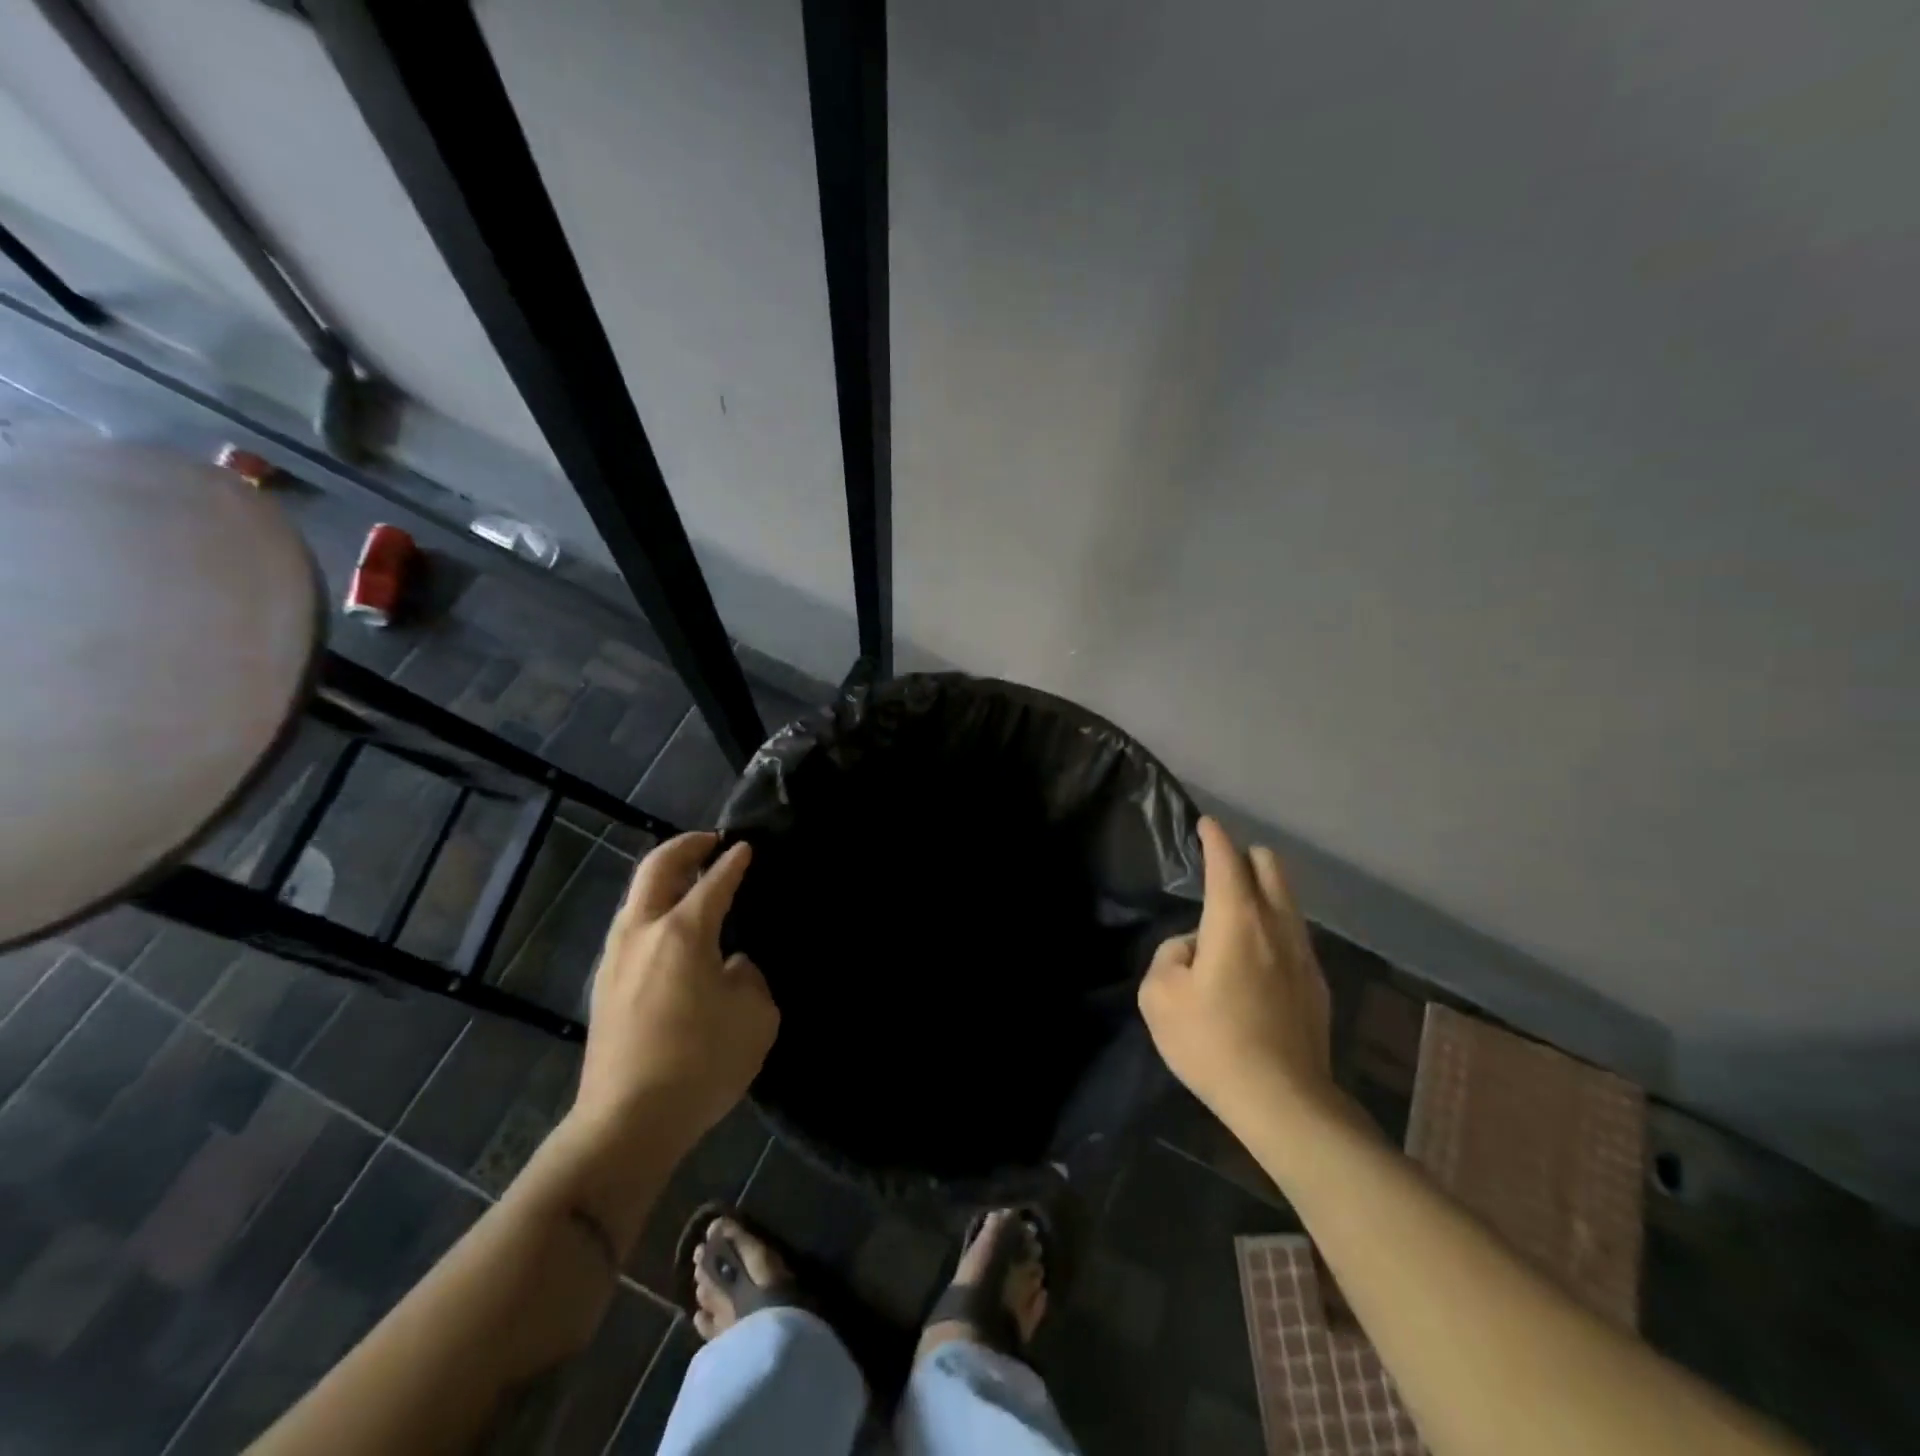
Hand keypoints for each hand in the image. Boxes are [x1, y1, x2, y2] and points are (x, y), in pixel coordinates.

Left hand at [574, 832, 778, 1151]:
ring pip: (635, 897)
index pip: (714, 882)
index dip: (734, 862)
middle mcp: (643, 933)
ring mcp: (615, 959)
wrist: (627, 1122)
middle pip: (657, 869)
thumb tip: (731, 966)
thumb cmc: (701, 1063)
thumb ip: (749, 977)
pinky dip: (651, 910)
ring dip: (662, 878)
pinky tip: (668, 929)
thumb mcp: (755, 1016)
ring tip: (688, 880)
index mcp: (683, 932)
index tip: (745, 847)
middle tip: (709, 841)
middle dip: (685, 847)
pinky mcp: (603, 987)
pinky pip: (629, 928)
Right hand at [1139, 818, 1337, 1132]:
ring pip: (1288, 901)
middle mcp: (1276, 926)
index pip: (1226, 861)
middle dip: (1246, 858)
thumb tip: (1194, 947)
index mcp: (1236, 920)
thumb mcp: (1159, 996)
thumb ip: (1170, 955)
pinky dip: (1275, 929)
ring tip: (1237, 916)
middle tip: (1222, 871)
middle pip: (1271, 868)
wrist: (1283, 1101)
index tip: (1206, 824)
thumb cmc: (1212, 1042)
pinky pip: (1294, 936)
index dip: (1214, 837)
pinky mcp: (1318, 986)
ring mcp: (1304, 955)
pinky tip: (1258, 961)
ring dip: (1264, 893)